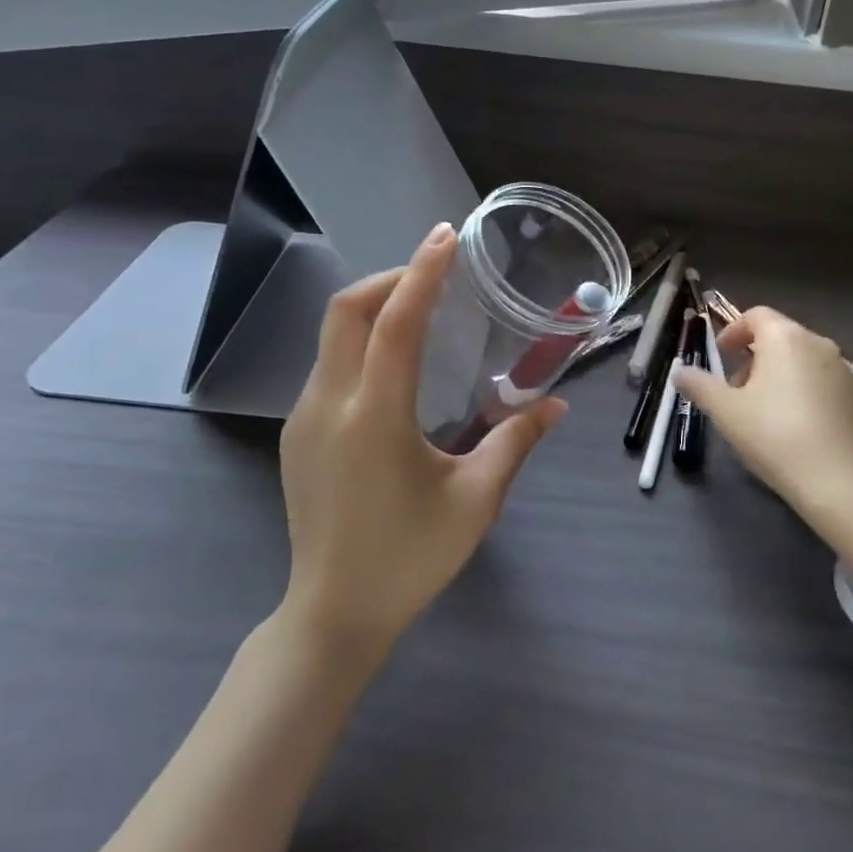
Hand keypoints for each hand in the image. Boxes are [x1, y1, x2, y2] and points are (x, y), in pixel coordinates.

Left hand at [278, 222, 565, 655]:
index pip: (395, 322)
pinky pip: (329, 366)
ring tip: (422, 312)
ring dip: (375, 309)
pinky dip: (361, 342)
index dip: (422, 273)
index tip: (446, 236)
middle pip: (346, 311)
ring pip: (332, 336)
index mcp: (375, 416)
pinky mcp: (296, 435)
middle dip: (391, 279)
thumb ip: (515, 441)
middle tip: (437, 274)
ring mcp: (304, 418)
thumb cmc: (410, 558)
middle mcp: (329, 404)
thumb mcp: (475, 499)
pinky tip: (395, 368)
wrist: (332, 615)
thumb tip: (556, 405)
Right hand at [675, 306, 852, 534]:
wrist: (833, 477)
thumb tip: (680, 372)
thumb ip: (699, 384)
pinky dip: (801, 386)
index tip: (720, 355)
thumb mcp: (724, 410)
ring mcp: (841, 367)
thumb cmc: (772, 434)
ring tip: (763, 407)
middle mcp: (817, 342)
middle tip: (736, 388)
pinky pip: (820, 377)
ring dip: (777, 371)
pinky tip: (793, 421)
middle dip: (753, 355)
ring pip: (801, 356)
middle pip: (779, 334)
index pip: (756, 315)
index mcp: (785, 337)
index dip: (734, 331)